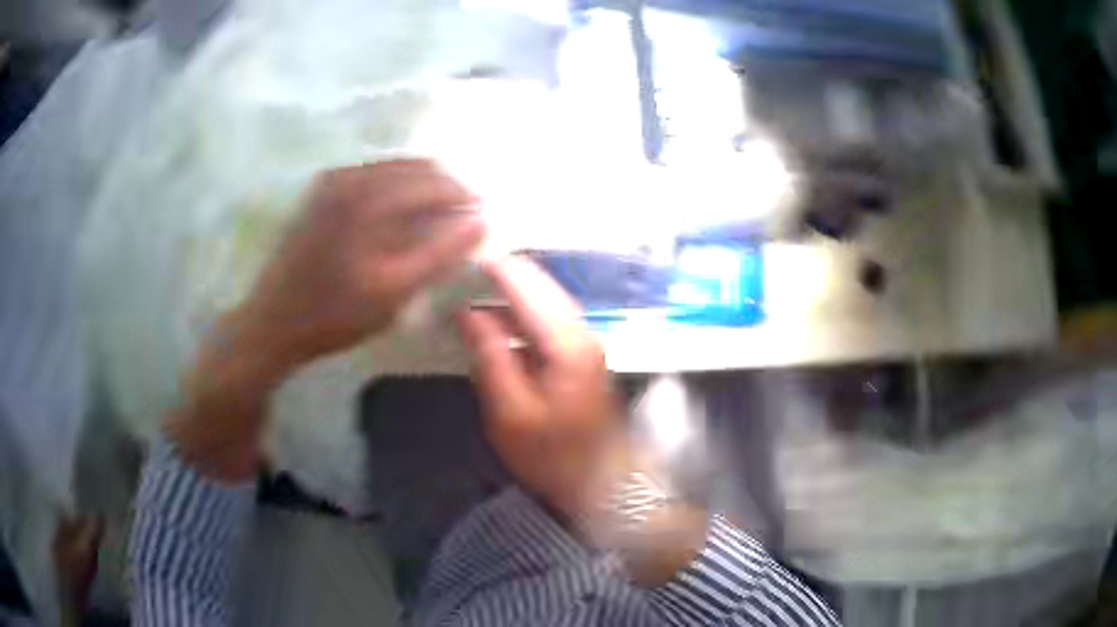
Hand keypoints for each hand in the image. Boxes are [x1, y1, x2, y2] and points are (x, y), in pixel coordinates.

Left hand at [238, 159, 485, 375]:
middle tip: (463, 217)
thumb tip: (482, 223)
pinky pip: (372, 175)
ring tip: (438, 215)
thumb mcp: (394, 292)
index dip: (463, 196)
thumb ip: (440, 254)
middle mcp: (351, 176)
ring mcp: (332, 180)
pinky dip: (395, 187)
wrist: (273, 322)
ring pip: (393, 168)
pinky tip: (401, 212)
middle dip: (445, 187)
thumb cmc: (335, 313)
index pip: (433, 182)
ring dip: (421, 186)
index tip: (483, 214)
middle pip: (415, 167)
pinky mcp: (321, 190)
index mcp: (369, 198)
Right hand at [459, 257, 629, 524]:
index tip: (465, 252)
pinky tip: (501, 316)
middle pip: (542, 285)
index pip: (527, 287)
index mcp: (566, 343)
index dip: (496, 266)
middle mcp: (582, 332)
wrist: (603, 485)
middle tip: (468, 262)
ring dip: (515, 288)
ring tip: (478, 280)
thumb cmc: (553, 456)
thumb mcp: (509, 413)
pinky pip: (551, 319)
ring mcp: (586, 343)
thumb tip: (469, 312)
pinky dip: (524, 310)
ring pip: (548, 299)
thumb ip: (490, 356)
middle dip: (506, 271)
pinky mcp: (582, 356)